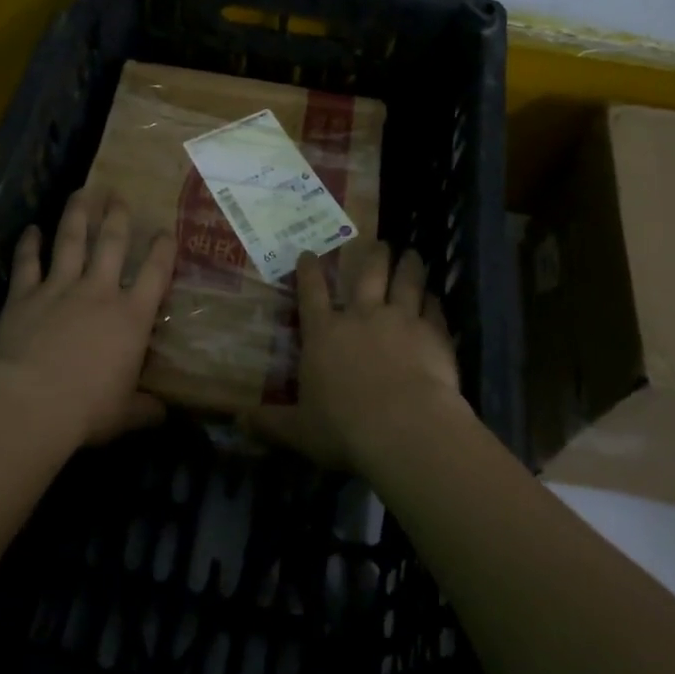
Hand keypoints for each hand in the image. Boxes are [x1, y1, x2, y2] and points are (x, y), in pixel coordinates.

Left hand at [0, 188, 176, 450]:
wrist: (31, 404)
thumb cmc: (87, 410)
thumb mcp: (126, 415)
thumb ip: (146, 409)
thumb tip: (165, 414)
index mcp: (130, 316)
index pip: (154, 273)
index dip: (162, 249)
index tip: (165, 231)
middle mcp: (98, 292)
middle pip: (111, 243)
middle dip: (117, 216)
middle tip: (119, 196)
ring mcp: (59, 289)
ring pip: (71, 241)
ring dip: (78, 214)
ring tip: (83, 192)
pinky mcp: (24, 296)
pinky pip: (26, 263)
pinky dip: (28, 244)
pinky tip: (31, 228)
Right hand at [244, 243, 469, 473]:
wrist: (405, 428)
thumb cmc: (344, 428)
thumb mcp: (299, 430)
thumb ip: (271, 423)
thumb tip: (238, 420)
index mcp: (324, 333)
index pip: (312, 293)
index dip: (309, 271)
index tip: (309, 252)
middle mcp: (361, 316)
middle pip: (368, 275)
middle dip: (373, 256)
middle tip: (379, 243)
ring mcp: (400, 320)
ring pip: (405, 283)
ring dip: (409, 267)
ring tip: (412, 254)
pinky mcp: (432, 334)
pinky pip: (434, 310)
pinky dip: (434, 302)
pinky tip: (436, 297)